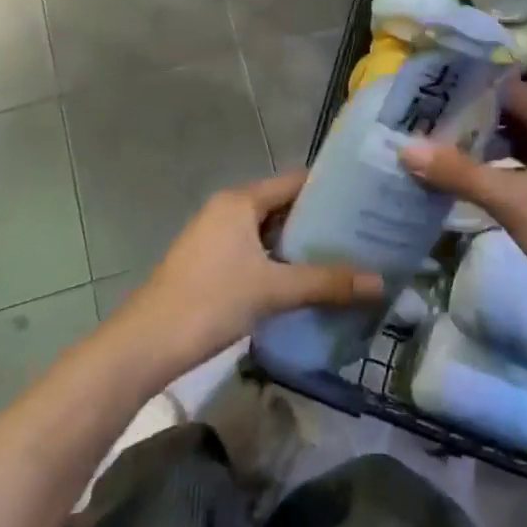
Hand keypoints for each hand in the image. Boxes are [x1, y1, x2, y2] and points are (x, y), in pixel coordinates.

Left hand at [115, 170, 384, 372]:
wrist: (145, 344)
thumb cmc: (210, 302)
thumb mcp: (273, 290)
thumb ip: (326, 283)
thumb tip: (381, 283)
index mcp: (241, 201)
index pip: (295, 181)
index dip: (331, 188)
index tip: (366, 200)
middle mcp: (228, 210)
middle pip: (284, 205)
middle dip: (320, 220)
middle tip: (363, 232)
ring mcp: (216, 237)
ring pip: (269, 232)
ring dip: (301, 244)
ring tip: (345, 255)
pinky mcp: (211, 263)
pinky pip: (256, 251)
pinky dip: (281, 261)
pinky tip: (307, 280)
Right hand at [399, 80, 526, 332]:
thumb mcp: (510, 199)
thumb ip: (457, 171)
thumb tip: (405, 148)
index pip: (509, 90)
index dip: (470, 90)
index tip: (429, 96)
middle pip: (514, 115)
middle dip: (471, 120)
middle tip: (424, 124)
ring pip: (520, 144)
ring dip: (484, 147)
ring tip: (437, 150)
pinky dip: (500, 170)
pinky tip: (470, 182)